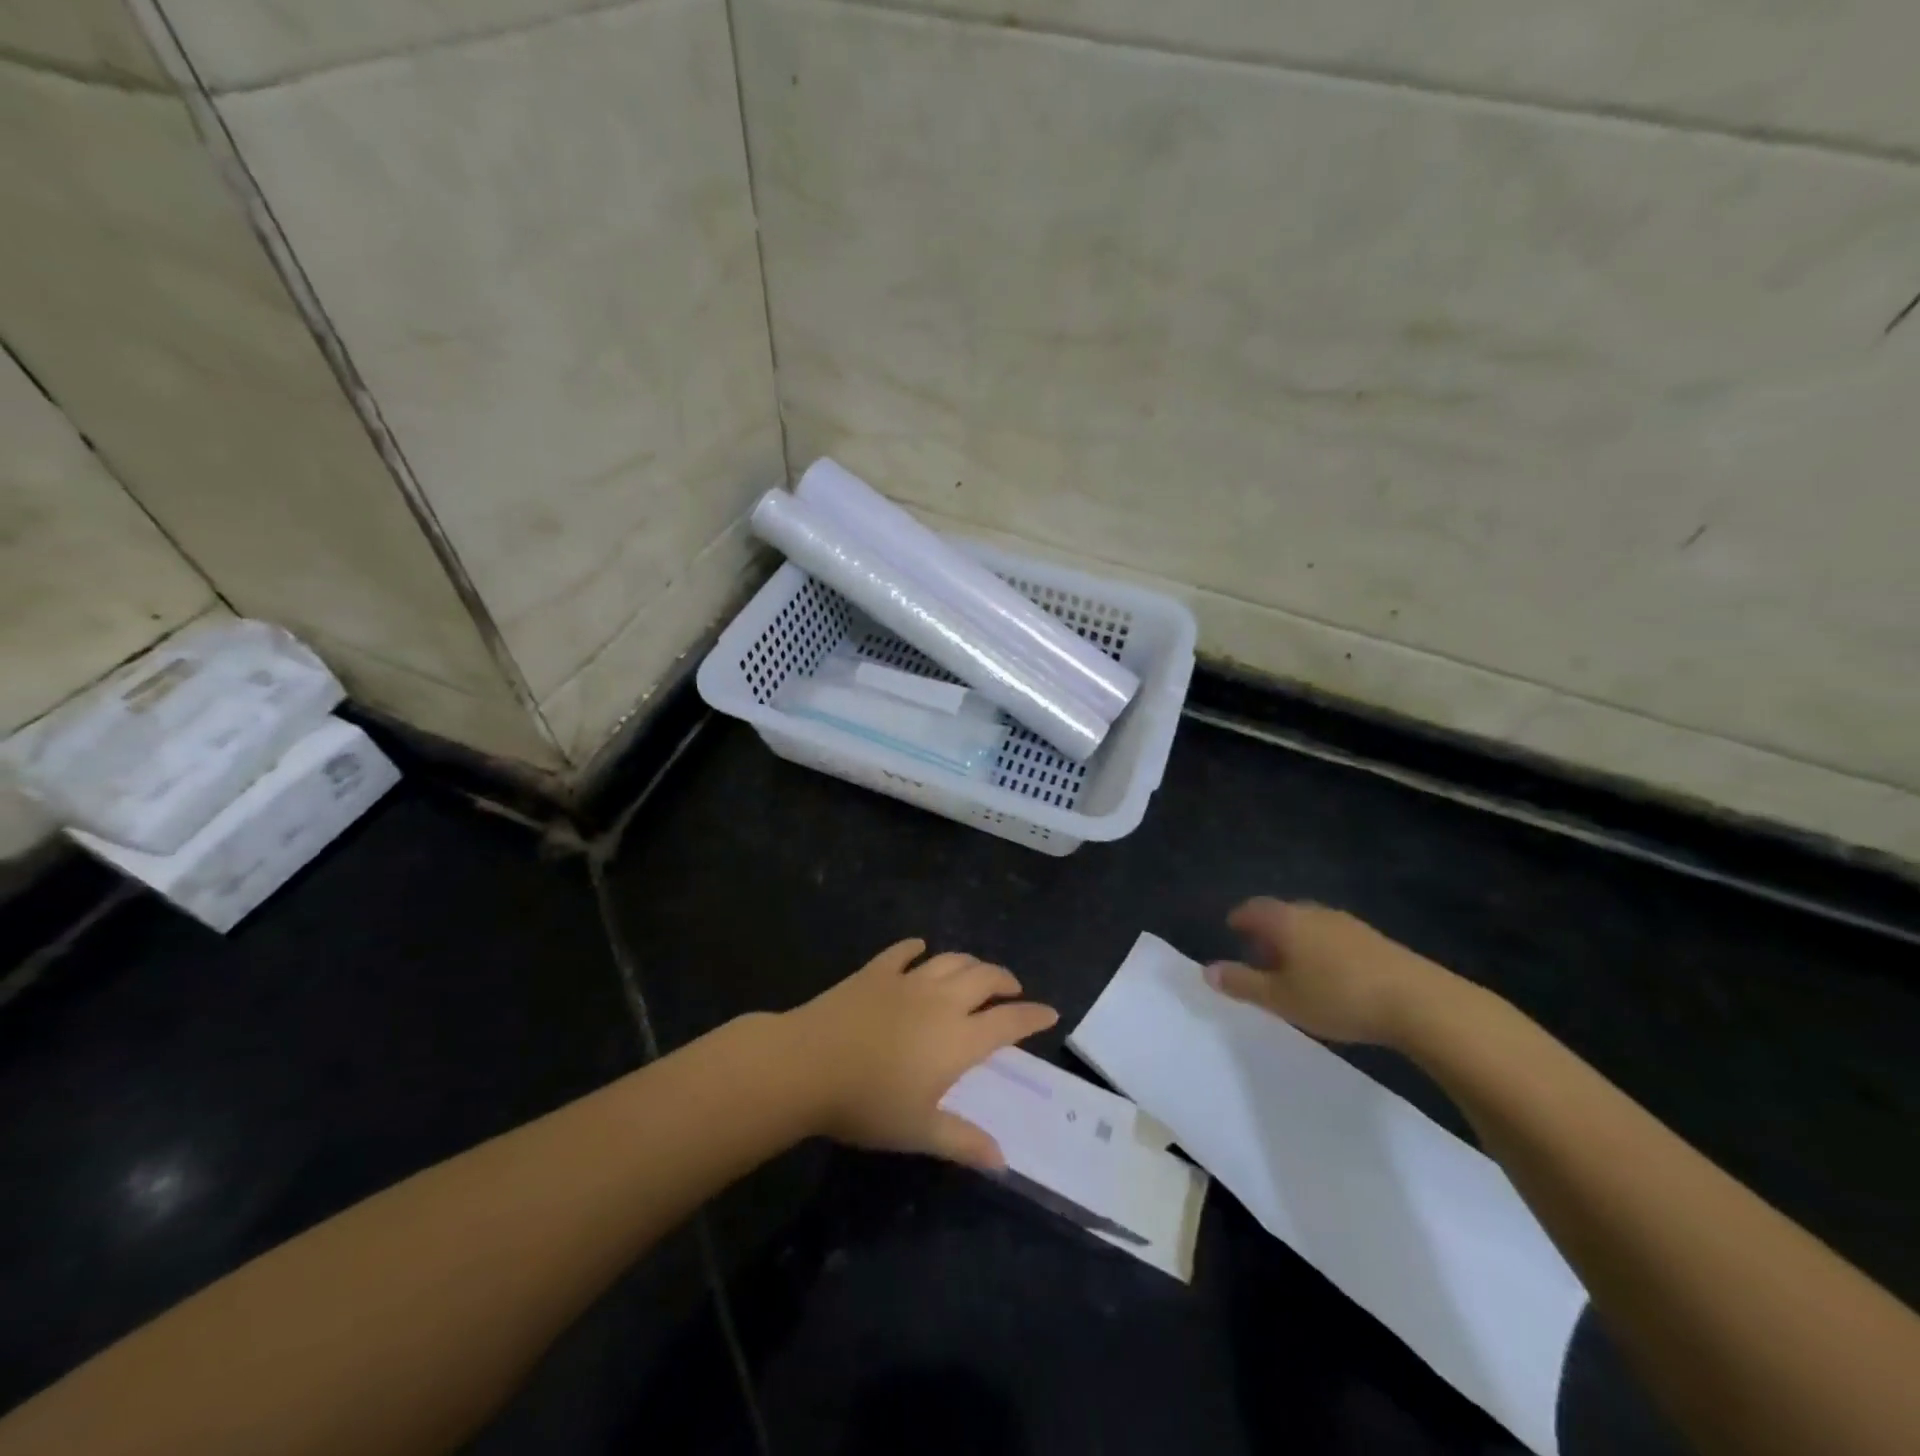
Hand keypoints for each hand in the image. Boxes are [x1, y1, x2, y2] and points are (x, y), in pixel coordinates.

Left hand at [785, 938, 1058, 1168]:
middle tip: (1012, 989)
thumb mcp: (919, 1131)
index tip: (1050, 1013)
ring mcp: (907, 980)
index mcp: (958, 1039)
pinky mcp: (876, 971)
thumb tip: (1002, 1160)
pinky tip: (920, 949)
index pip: (1008, 1022)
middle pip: (985, 978)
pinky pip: (903, 951)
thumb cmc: (868, 1103)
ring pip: (951, 960)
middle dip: (1005, 981)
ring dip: (970, 963)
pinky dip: (917, 948)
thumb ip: (963, 1141)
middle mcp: (941, 1001)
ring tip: (976, 972)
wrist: (808, 1064)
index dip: (1033, 1016)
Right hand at [1206, 898, 1459, 1045]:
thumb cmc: (1337, 997)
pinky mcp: (1376, 941)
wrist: (1419, 1002)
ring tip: (1294, 970)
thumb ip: (1243, 983)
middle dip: (1268, 931)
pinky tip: (1331, 976)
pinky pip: (1335, 937)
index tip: (1232, 930)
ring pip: (1311, 925)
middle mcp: (1314, 913)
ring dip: (1297, 941)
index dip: (1240, 918)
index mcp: (1286, 921)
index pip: (1253, 908)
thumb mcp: (1281, 998)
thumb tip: (1207, 971)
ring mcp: (1348, 924)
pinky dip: (1322, 950)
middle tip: (1260, 956)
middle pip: (1283, 914)